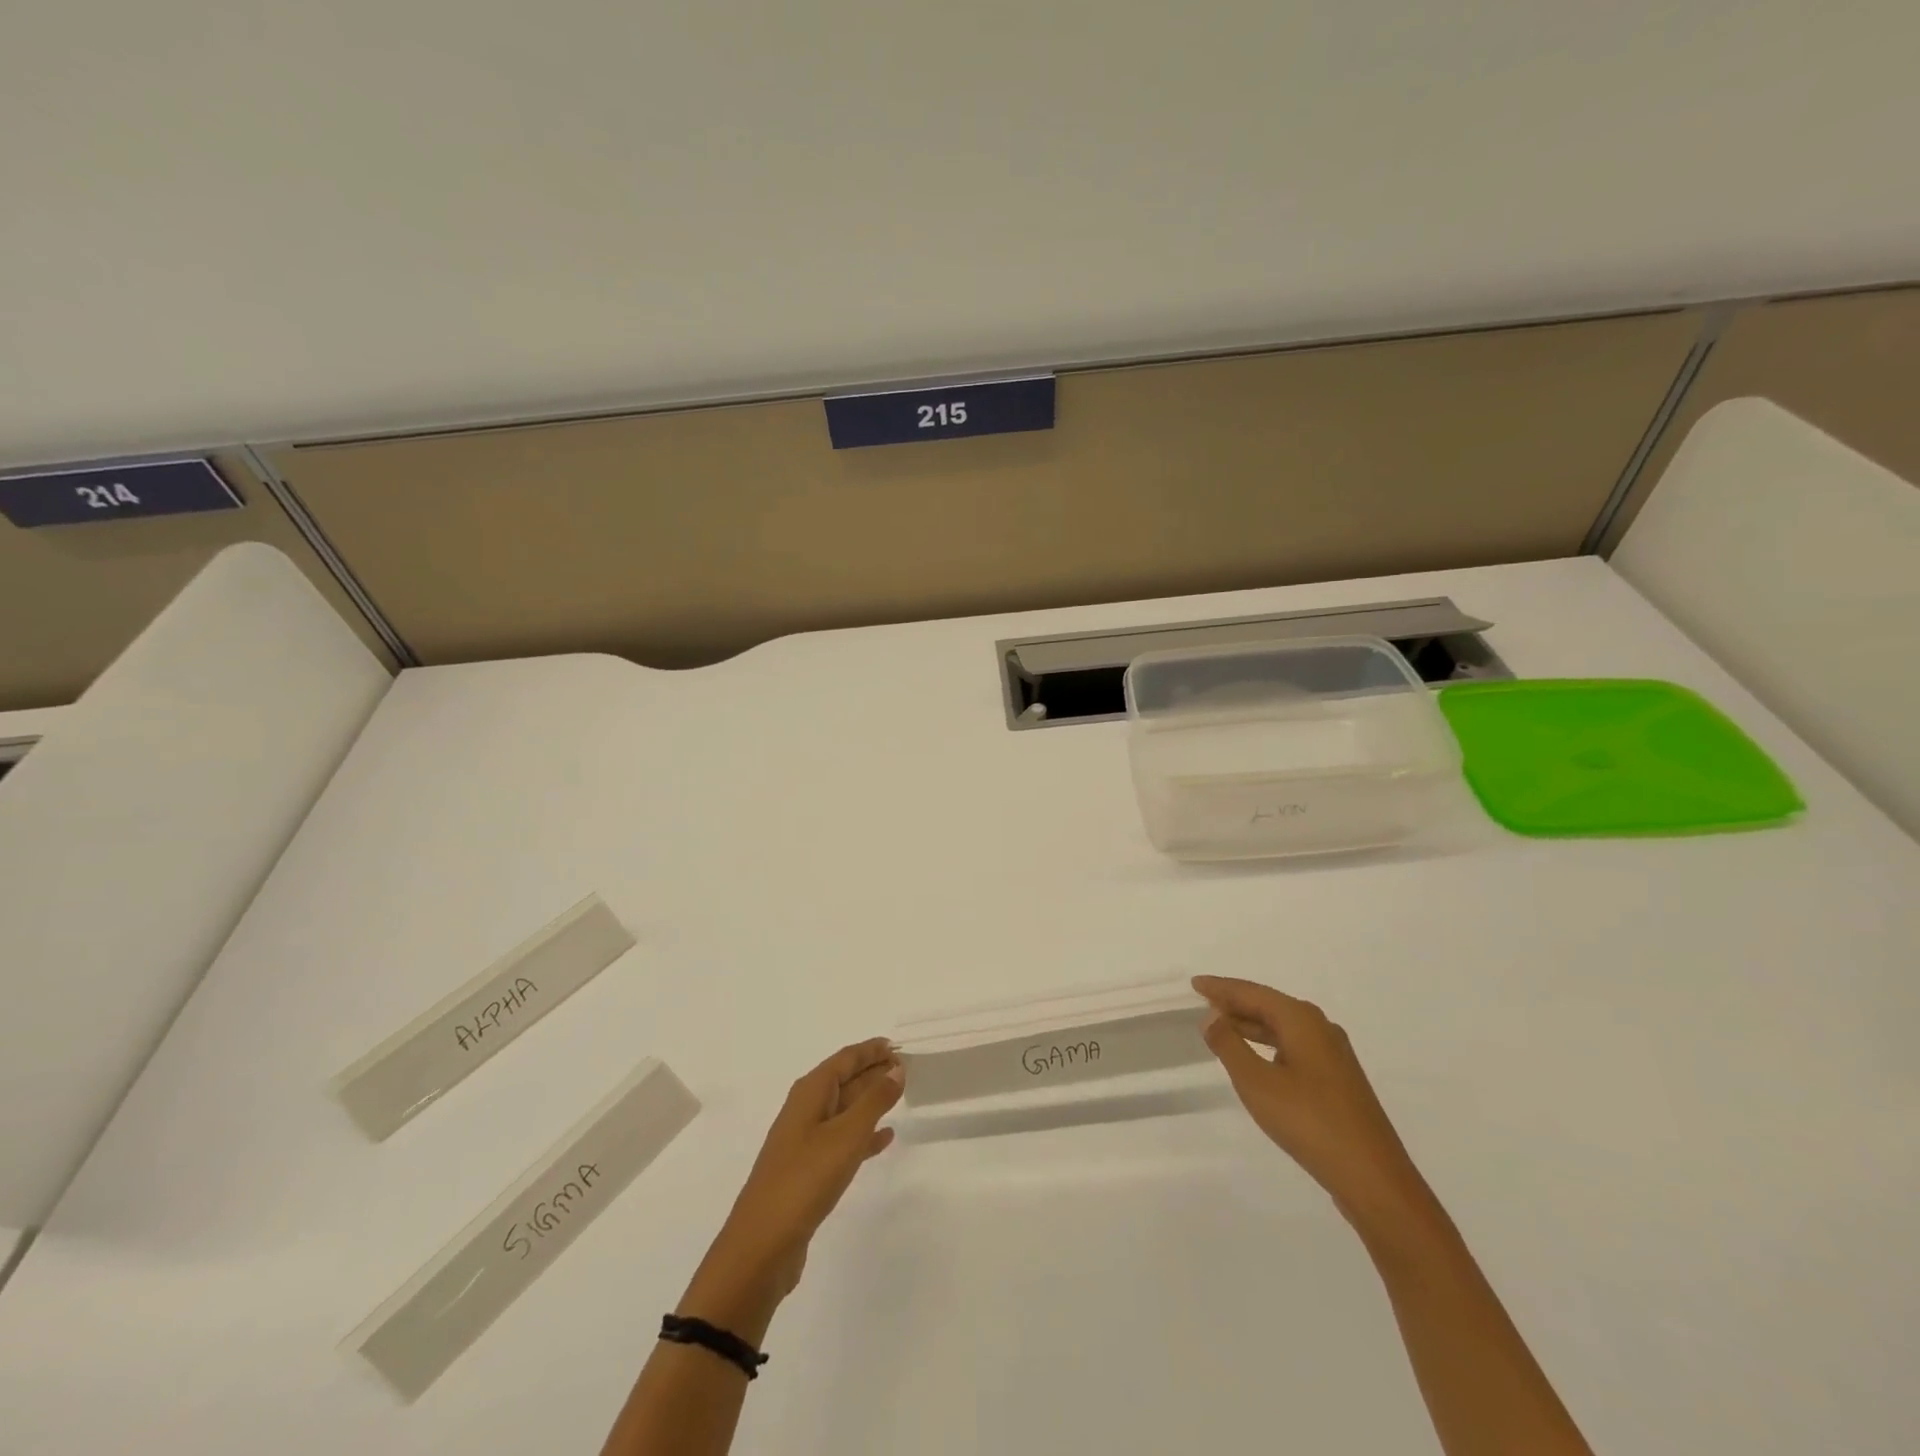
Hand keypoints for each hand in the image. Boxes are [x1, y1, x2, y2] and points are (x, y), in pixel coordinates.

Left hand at [679, 1039, 903, 1340]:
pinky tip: (885, 1138)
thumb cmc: (804, 1179)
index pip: (845, 1059)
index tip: (898, 1045)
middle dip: (873, 1072)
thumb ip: (874, 1100)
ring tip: (901, 1096)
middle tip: (906, 1068)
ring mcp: (806, 1141)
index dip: (871, 1050)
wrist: (762, 1246)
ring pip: (845, 1110)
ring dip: (871, 1101)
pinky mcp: (809, 1171)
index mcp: (810, 1093)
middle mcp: (805, 1110)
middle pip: (844, 1080)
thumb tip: (896, 1068)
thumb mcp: (846, 1136)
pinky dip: (864, 1134)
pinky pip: (843, 1140)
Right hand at [1193, 975, 1431, 1235]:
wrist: (1373, 1178)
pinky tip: (1256, 1059)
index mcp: (1302, 1020)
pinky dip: (1268, 1044)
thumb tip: (1211, 1016)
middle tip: (1202, 1003)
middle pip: (1269, 1006)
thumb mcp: (1256, 1082)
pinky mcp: (1338, 1080)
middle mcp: (1320, 1028)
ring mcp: (1333, 1055)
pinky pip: (1293, 1046)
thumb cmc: (1310, 1122)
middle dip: (1235, 1003)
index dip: (1221, 988)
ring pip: (1282, 1027)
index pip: (1252, 993)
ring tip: (1221, 1028)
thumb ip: (1229, 1044)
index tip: (1195, 984)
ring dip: (1251, 1025)